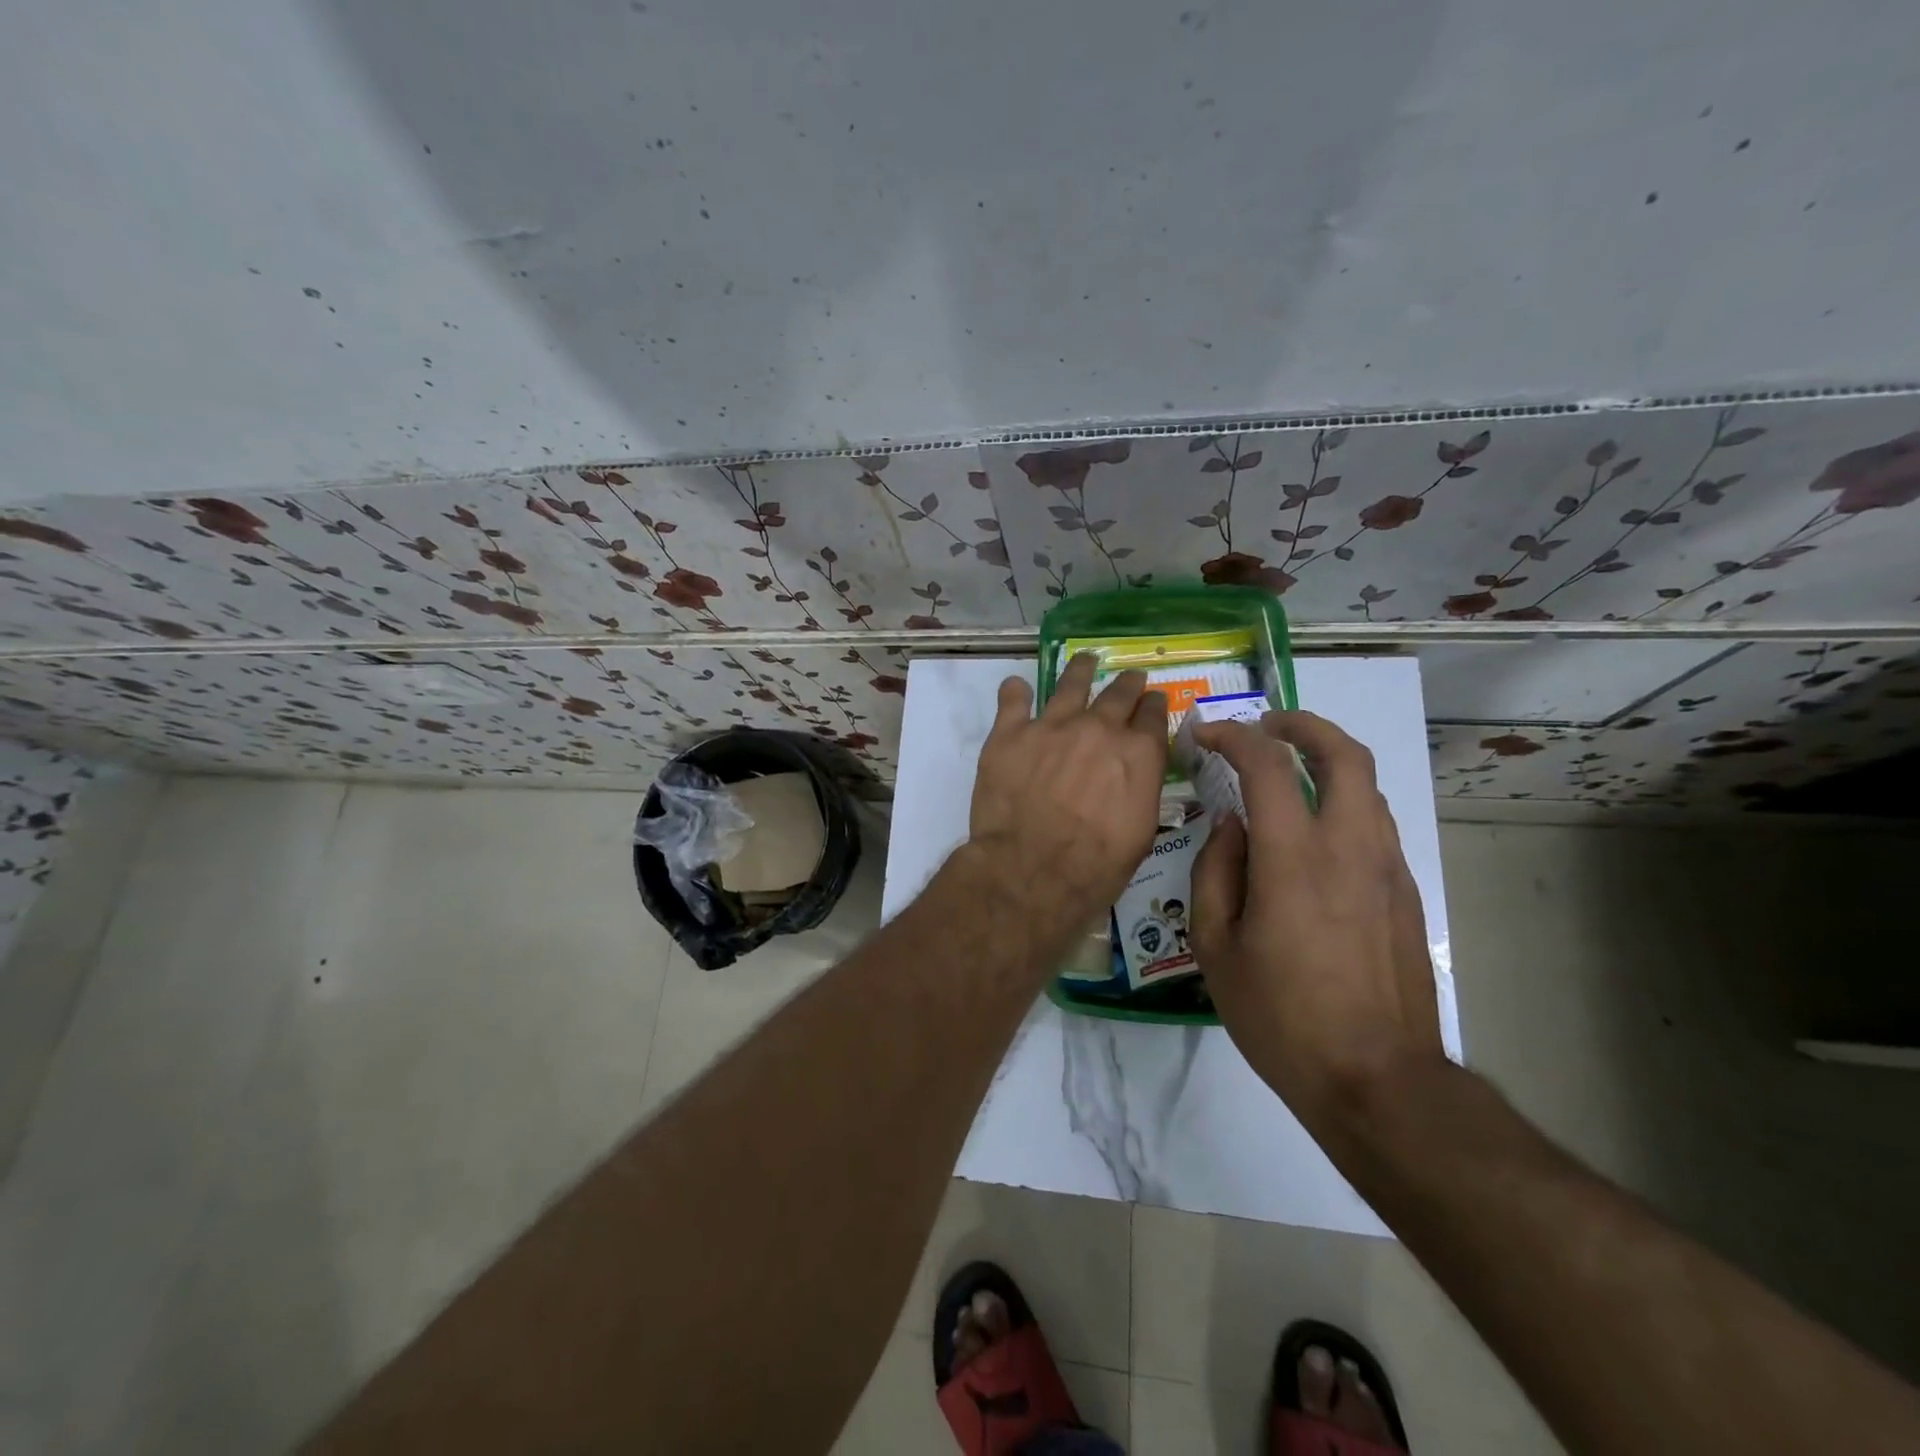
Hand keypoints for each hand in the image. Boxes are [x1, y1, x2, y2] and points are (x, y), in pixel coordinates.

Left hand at [966, 653, 1167, 929]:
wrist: (1031, 870)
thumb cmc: (1095, 866)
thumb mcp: (1140, 833)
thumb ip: (1140, 790)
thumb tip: (1134, 775)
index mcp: (1138, 753)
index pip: (1153, 715)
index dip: (1153, 706)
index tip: (1152, 701)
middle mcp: (1099, 728)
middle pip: (1118, 694)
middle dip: (1127, 685)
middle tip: (1129, 678)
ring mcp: (1052, 726)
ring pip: (1070, 685)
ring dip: (1080, 670)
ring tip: (1084, 660)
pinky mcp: (1010, 733)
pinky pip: (1013, 699)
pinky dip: (1016, 691)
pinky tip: (1017, 686)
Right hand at [1189, 710, 1443, 1127]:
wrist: (1377, 1080)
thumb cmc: (1281, 1016)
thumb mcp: (1216, 948)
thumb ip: (1216, 873)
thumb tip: (1230, 826)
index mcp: (1294, 859)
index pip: (1268, 766)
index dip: (1234, 736)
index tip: (1207, 735)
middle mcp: (1350, 848)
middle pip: (1345, 753)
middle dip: (1303, 725)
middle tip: (1267, 725)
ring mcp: (1386, 868)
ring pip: (1367, 786)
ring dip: (1327, 762)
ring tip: (1288, 773)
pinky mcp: (1404, 893)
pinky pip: (1374, 824)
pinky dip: (1342, 802)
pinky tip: (1313, 832)